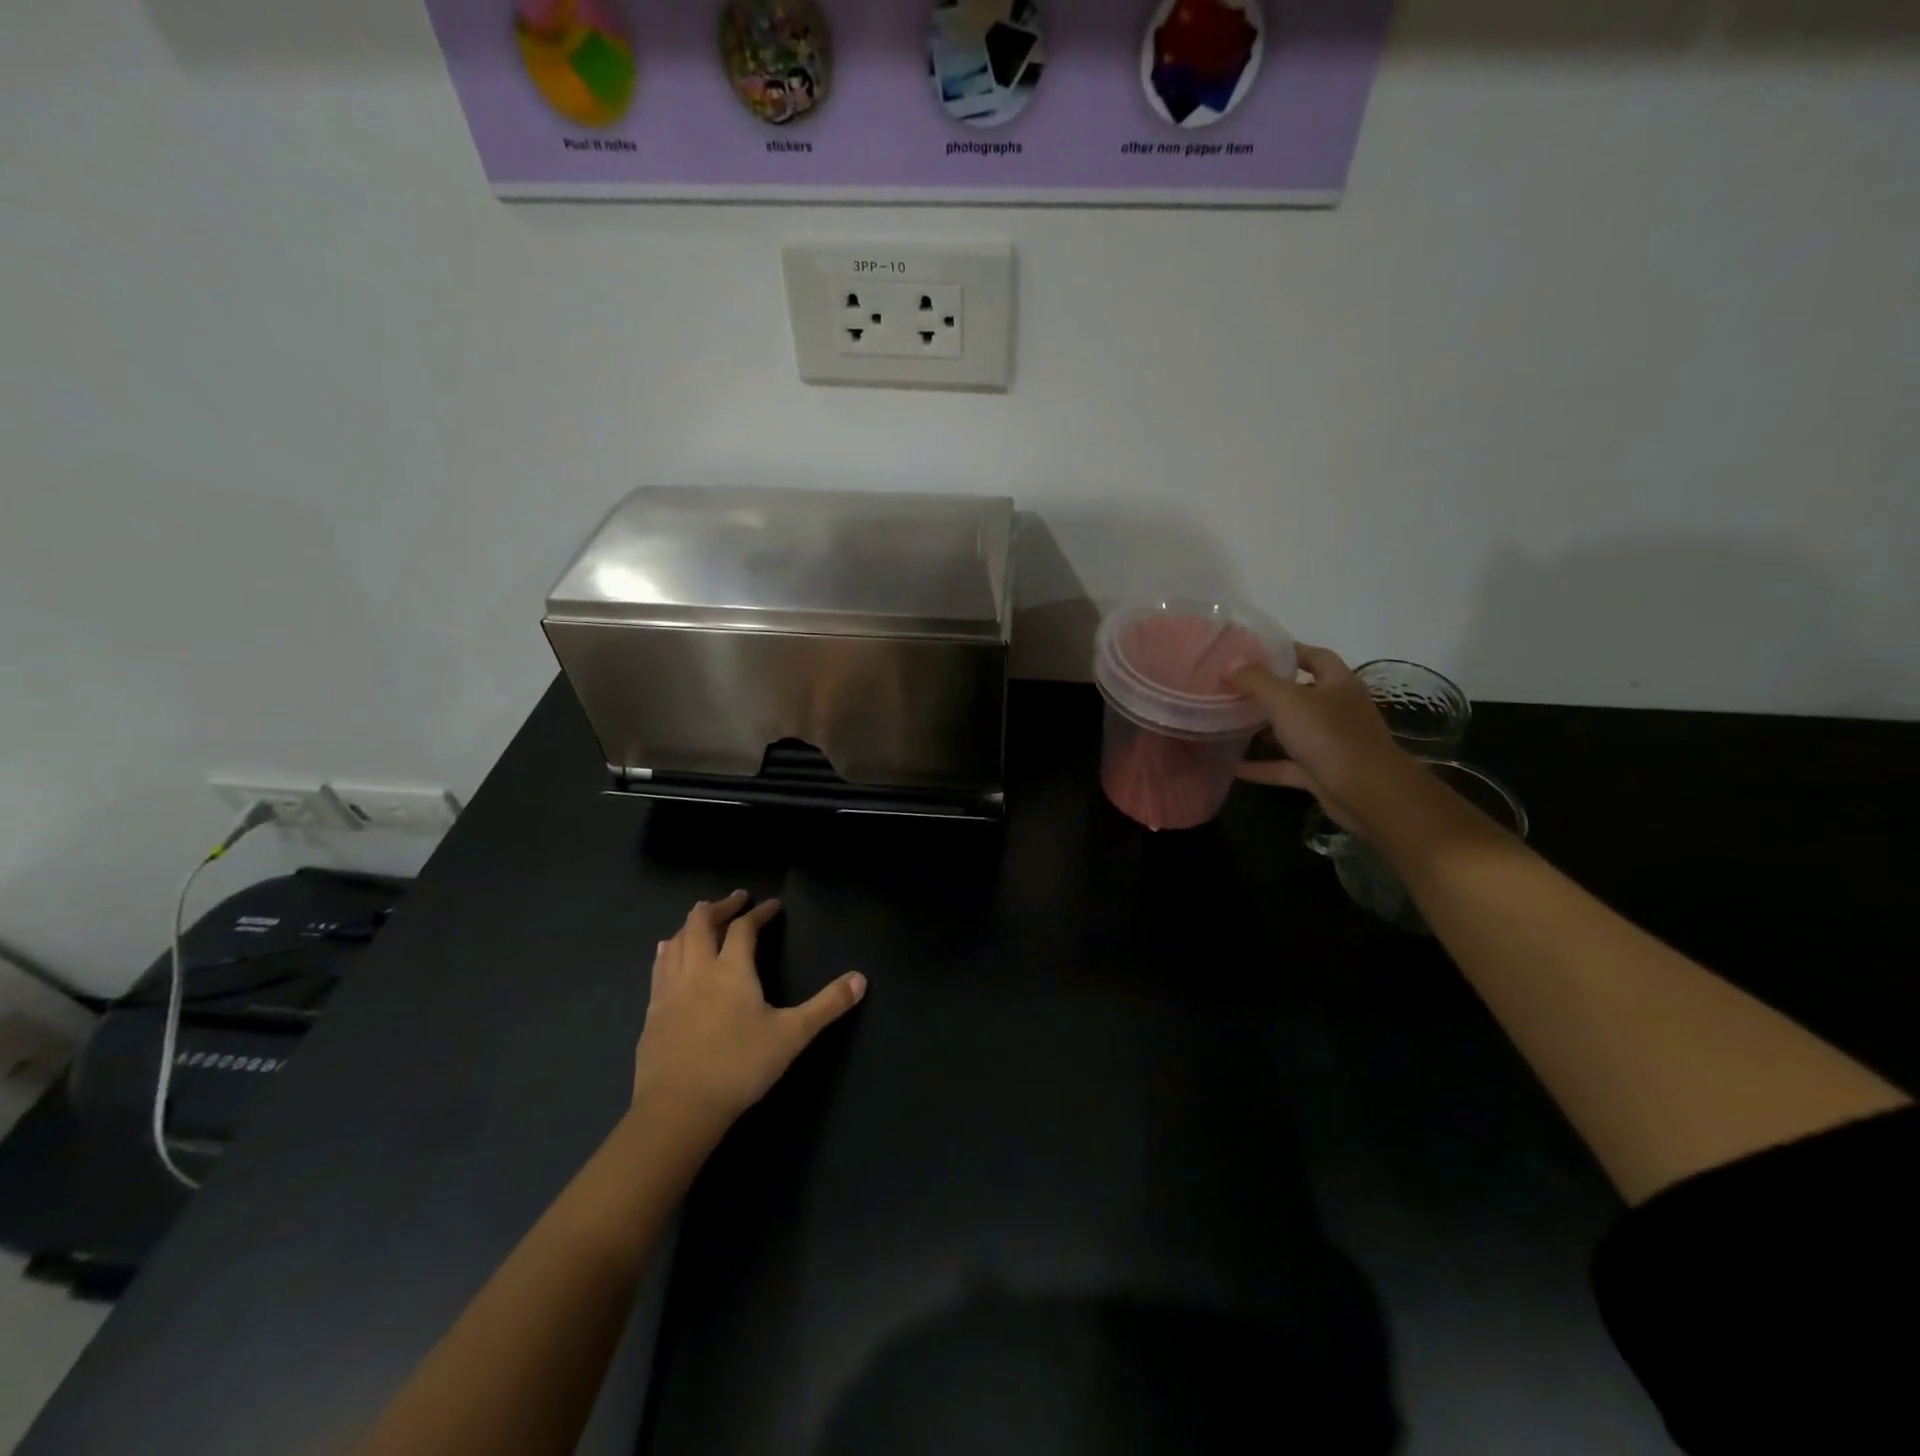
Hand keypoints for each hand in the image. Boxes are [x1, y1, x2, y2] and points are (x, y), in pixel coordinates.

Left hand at [634, 891, 865, 1125]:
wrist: (679, 1108)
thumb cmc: (740, 1066)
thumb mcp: (793, 1035)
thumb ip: (827, 1005)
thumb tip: (861, 978)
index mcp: (732, 970)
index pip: (744, 928)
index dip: (759, 913)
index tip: (772, 905)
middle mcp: (697, 971)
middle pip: (701, 924)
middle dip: (719, 907)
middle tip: (735, 899)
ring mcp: (669, 991)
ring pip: (676, 942)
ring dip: (690, 925)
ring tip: (700, 918)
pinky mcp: (652, 1013)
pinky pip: (658, 968)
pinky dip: (667, 951)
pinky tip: (665, 951)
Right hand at [1231, 645, 1419, 836]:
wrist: (1367, 793)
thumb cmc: (1329, 736)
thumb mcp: (1286, 700)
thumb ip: (1256, 681)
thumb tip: (1231, 665)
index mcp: (1338, 683)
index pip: (1315, 656)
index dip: (1288, 652)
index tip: (1254, 653)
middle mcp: (1338, 709)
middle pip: (1301, 694)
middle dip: (1269, 692)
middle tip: (1233, 689)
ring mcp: (1331, 743)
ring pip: (1293, 731)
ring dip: (1265, 729)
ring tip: (1230, 724)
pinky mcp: (1323, 772)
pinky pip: (1287, 765)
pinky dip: (1264, 766)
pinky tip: (1236, 767)